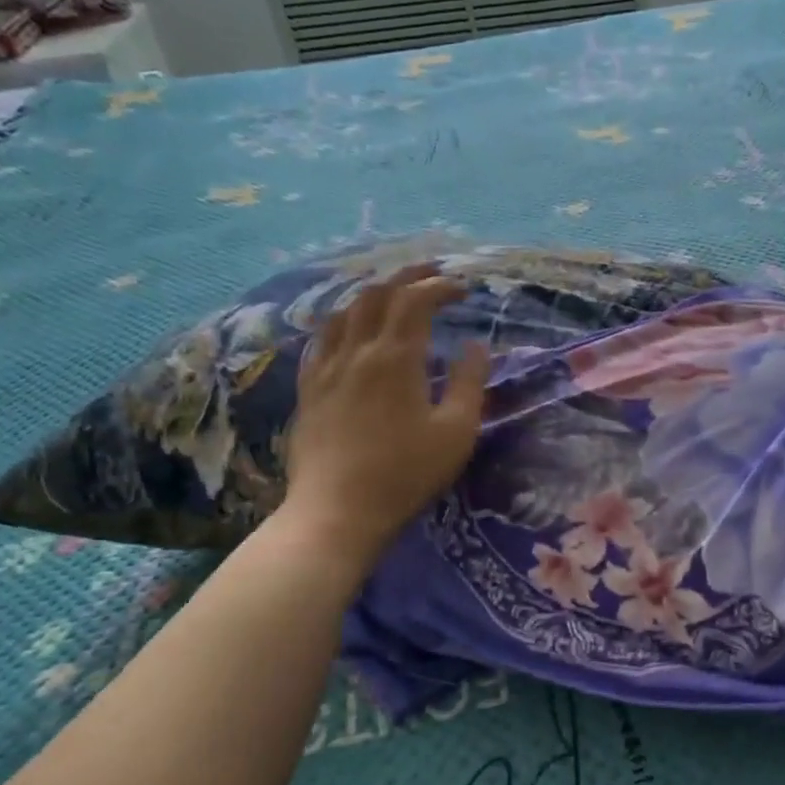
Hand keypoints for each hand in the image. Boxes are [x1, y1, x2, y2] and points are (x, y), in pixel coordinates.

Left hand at [279, 262, 488, 561]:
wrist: (338, 511)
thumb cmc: (406, 473)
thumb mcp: (456, 432)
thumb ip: (469, 383)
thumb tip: (475, 346)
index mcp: (396, 358)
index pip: (416, 301)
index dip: (440, 286)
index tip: (464, 289)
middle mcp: (357, 351)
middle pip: (377, 294)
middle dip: (407, 276)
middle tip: (432, 273)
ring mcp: (326, 368)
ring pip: (345, 311)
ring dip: (373, 293)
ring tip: (394, 294)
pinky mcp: (308, 389)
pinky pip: (322, 338)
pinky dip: (343, 321)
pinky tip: (349, 330)